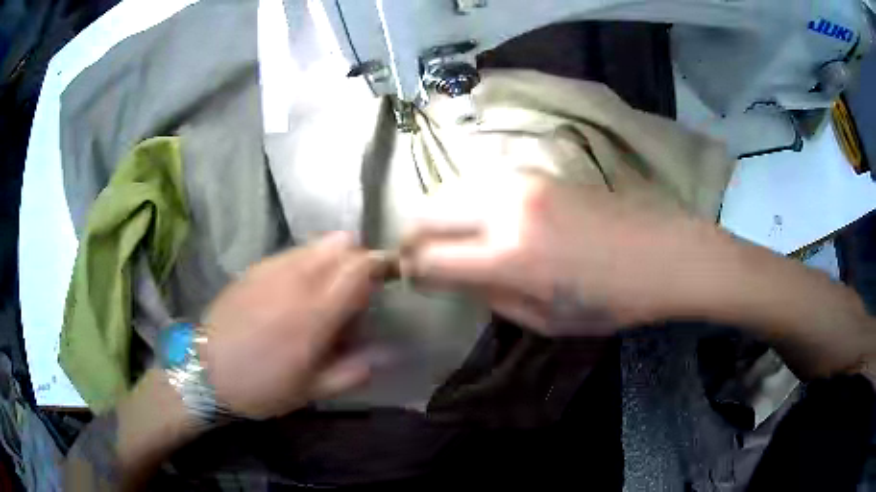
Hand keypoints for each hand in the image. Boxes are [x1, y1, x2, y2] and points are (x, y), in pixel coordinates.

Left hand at [201, 233, 389, 418]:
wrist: (206, 371)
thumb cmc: (262, 387)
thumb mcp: (312, 391)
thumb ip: (353, 370)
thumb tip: (389, 353)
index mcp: (315, 314)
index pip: (359, 268)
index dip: (379, 266)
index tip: (385, 281)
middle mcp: (296, 281)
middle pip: (341, 246)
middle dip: (357, 260)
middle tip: (354, 290)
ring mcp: (271, 269)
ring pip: (316, 243)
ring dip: (332, 257)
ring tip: (326, 288)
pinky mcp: (254, 267)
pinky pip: (292, 251)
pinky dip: (307, 260)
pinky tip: (295, 288)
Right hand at [401, 170, 704, 335]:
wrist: (662, 252)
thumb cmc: (612, 300)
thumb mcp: (547, 321)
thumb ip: (493, 297)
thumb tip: (458, 277)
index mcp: (509, 258)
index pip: (430, 258)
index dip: (411, 270)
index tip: (411, 277)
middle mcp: (505, 210)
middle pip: (428, 210)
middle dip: (412, 235)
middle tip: (419, 255)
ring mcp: (521, 182)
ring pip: (451, 188)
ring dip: (439, 214)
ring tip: (450, 237)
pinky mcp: (536, 171)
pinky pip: (482, 181)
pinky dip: (468, 200)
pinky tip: (483, 218)